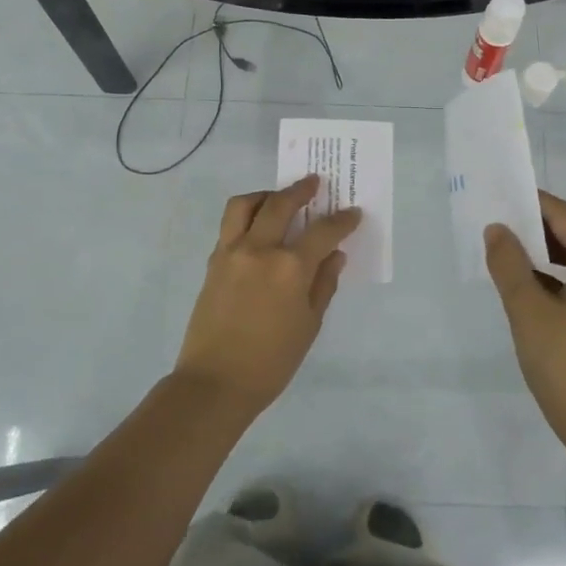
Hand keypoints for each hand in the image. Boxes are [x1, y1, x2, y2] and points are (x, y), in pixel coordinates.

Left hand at [175, 174, 361, 417]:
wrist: (215, 382)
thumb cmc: (272, 361)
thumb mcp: (309, 325)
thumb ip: (323, 284)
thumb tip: (334, 256)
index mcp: (290, 267)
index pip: (323, 232)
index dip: (342, 221)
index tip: (352, 213)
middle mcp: (259, 249)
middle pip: (280, 205)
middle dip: (301, 190)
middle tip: (314, 183)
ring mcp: (231, 252)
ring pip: (244, 205)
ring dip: (265, 195)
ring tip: (277, 199)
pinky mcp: (212, 262)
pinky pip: (229, 227)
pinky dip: (246, 217)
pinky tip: (258, 229)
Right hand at [484, 191, 565, 448]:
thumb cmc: (564, 365)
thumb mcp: (527, 311)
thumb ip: (509, 264)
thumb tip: (497, 230)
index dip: (535, 205)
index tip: (502, 201)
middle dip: (544, 223)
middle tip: (506, 225)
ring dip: (554, 246)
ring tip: (514, 251)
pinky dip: (565, 269)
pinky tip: (535, 281)